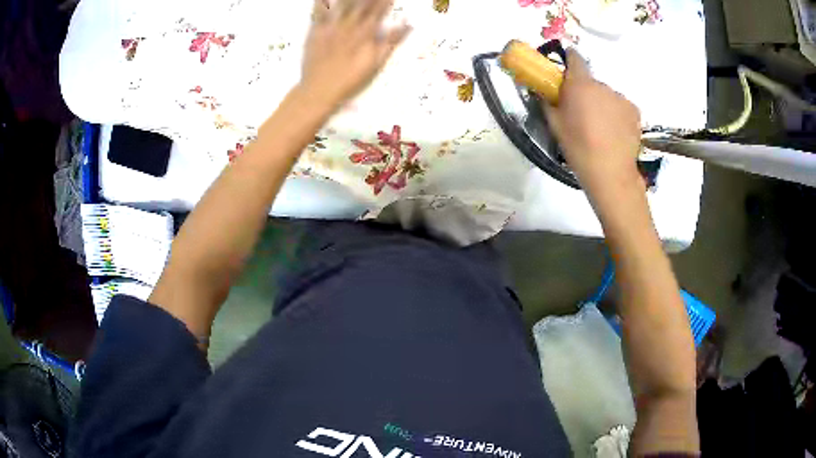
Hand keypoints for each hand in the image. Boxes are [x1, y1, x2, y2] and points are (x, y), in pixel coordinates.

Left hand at [302, 0, 409, 108]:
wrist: (319, 91)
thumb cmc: (350, 80)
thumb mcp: (375, 63)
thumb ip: (391, 42)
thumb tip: (408, 25)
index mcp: (365, 33)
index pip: (378, 11)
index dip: (384, 2)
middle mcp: (349, 26)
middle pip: (361, 5)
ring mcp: (330, 27)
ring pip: (342, 5)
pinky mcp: (314, 31)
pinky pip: (318, 12)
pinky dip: (321, 3)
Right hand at [544, 49, 643, 195]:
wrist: (610, 173)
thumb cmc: (578, 147)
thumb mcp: (554, 124)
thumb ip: (547, 100)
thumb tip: (542, 89)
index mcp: (580, 84)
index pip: (575, 58)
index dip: (569, 59)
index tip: (565, 67)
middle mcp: (602, 85)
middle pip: (591, 81)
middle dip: (585, 91)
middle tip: (581, 112)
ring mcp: (621, 98)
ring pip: (607, 95)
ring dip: (602, 104)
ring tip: (600, 128)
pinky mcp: (635, 112)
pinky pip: (620, 107)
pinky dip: (616, 114)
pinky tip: (614, 132)